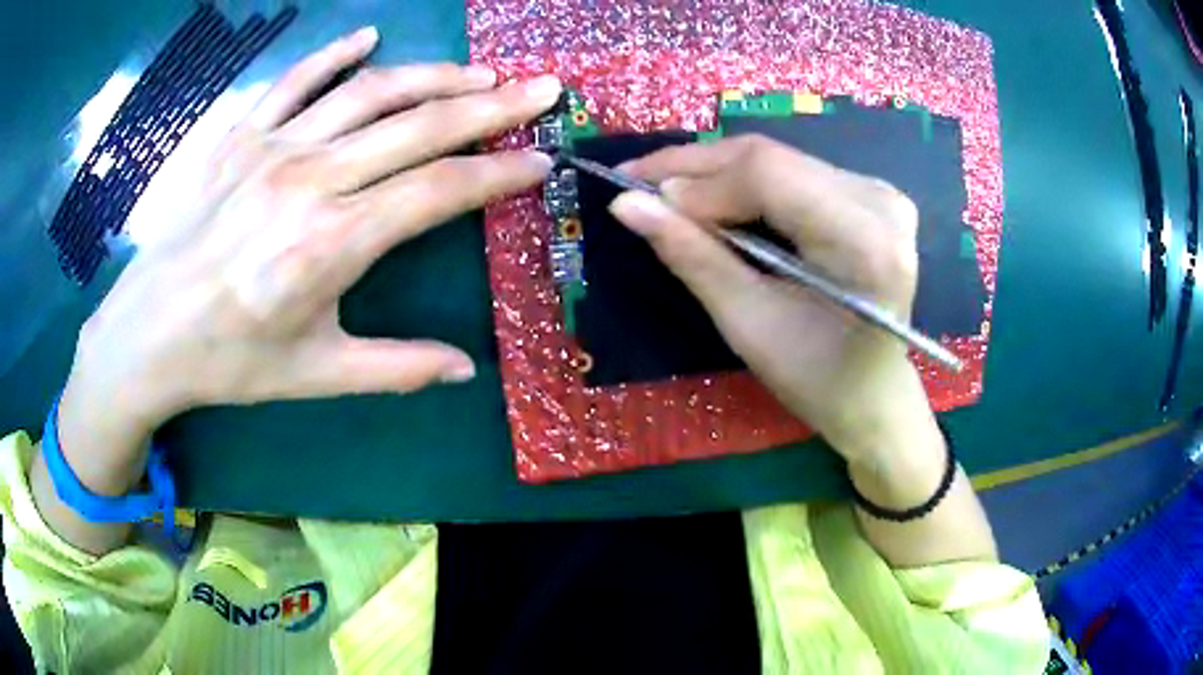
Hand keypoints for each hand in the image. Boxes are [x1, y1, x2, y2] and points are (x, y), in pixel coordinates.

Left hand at [56, 28, 560, 493]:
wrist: (147, 335)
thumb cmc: (228, 360)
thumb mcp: (316, 373)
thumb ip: (397, 368)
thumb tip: (465, 370)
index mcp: (332, 244)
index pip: (439, 192)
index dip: (498, 175)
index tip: (542, 162)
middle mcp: (310, 180)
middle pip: (418, 126)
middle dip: (491, 105)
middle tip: (540, 89)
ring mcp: (272, 148)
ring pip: (368, 91)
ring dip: (432, 75)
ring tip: (478, 72)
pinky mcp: (240, 136)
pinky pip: (295, 80)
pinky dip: (334, 53)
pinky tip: (368, 37)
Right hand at [610, 135, 935, 466]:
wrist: (873, 395)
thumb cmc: (817, 379)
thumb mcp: (749, 324)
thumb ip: (692, 256)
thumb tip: (626, 204)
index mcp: (865, 242)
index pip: (768, 176)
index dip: (698, 182)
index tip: (640, 200)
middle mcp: (879, 202)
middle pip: (771, 159)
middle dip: (696, 169)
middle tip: (636, 182)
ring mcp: (878, 193)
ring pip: (777, 159)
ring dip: (715, 173)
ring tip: (666, 193)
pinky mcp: (869, 194)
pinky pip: (793, 171)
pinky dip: (745, 181)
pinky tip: (712, 198)